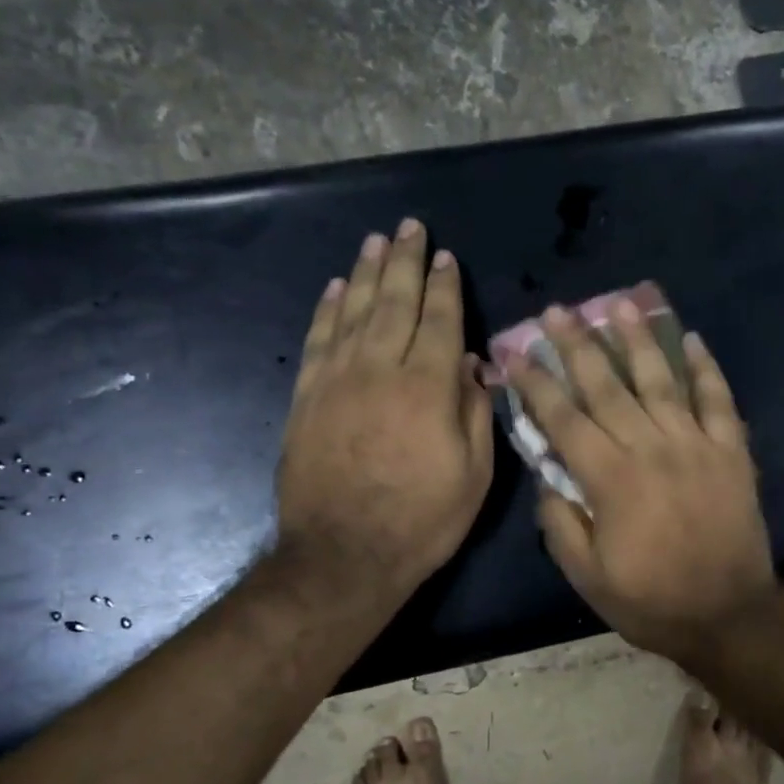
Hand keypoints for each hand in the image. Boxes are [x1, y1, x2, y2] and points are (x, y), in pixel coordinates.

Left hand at [277, 219, 493, 604]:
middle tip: (409, 228)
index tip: (446, 257)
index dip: (445, 288)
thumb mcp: (475, 475)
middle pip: (394, 303)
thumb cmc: (422, 520)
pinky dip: (327, 309)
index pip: (441, 322)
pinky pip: (318, 340)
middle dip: (405, 263)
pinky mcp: (307, 398)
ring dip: (366, 273)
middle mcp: (381, 371)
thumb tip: (475, 367)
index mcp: (428, 388)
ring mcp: (337, 381)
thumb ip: (476, 413)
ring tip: (375, 242)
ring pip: (353, 312)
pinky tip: (335, 288)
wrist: (344, 555)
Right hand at [504, 299, 777, 664]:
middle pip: (608, 386)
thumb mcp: (587, 577)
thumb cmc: (652, 601)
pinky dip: (706, 368)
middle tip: (558, 310)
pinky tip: (691, 338)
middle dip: (578, 345)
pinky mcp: (732, 451)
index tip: (518, 353)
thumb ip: (560, 524)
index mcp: (611, 479)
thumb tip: (547, 478)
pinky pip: (719, 400)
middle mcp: (651, 448)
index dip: (538, 384)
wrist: (729, 615)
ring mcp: (696, 445)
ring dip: (638, 340)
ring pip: (661, 381)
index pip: (565, 419)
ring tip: (619, 304)